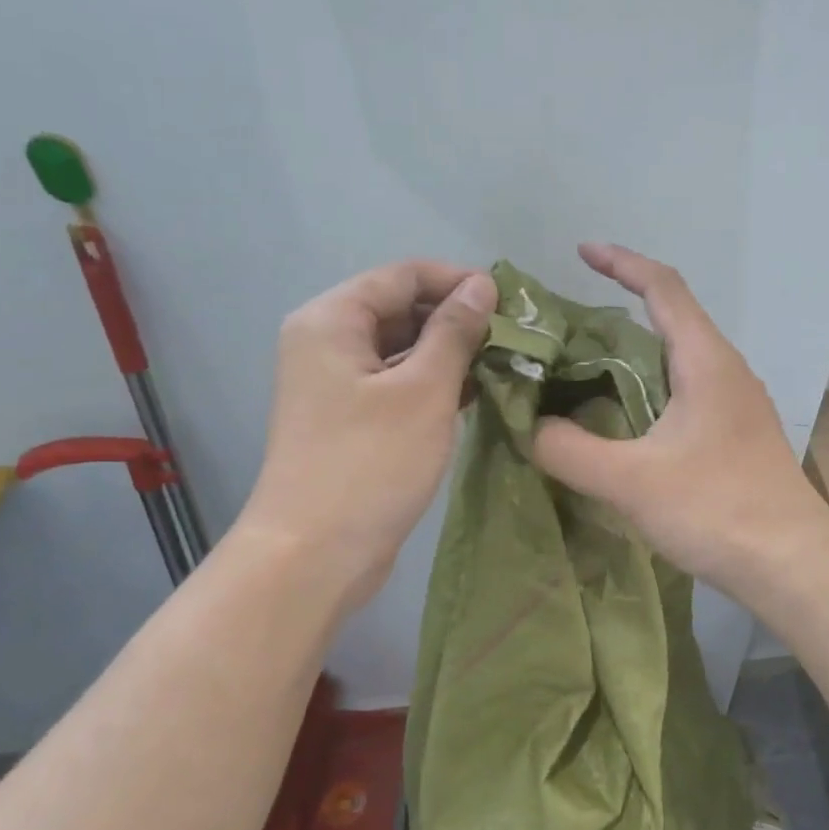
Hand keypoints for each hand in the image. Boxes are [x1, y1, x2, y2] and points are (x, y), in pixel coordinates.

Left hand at [239, 260, 495, 608]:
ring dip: (450, 354)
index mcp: (332, 320)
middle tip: (514, 338)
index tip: (511, 303)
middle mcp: (327, 342)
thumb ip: (454, 332)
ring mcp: (336, 384)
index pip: (403, 275)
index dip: (458, 281)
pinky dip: (434, 385)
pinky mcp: (350, 419)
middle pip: (400, 309)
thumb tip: (481, 285)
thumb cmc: (370, 464)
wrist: (314, 554)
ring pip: (401, 349)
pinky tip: (476, 396)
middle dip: (457, 319)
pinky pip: (396, 384)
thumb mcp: (423, 391)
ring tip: (504, 365)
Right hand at [532, 243, 828, 598]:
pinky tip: (626, 421)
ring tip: (586, 371)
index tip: (582, 252)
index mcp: (707, 361)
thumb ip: (570, 450)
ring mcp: (738, 405)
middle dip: (620, 311)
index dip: (622, 263)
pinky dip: (651, 390)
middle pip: (673, 320)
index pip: (664, 287)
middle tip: (566, 330)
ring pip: (681, 360)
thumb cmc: (716, 509)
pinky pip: (688, 393)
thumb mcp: (631, 481)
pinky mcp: (738, 437)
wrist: (793, 564)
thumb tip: (531, 428)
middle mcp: (727, 371)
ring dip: (636, 355)